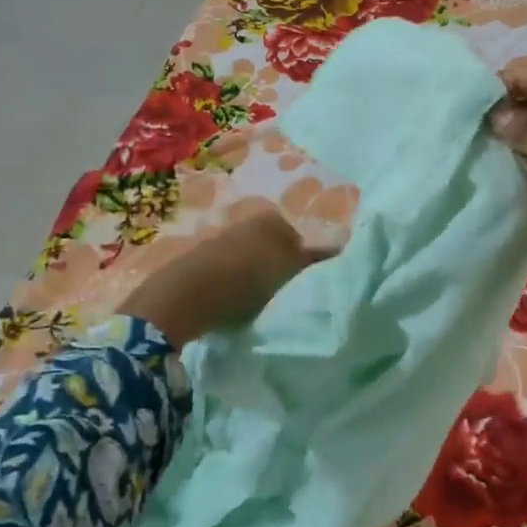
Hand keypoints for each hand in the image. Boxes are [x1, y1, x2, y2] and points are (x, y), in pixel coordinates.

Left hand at [117, 207, 332, 347]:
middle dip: (282, 269)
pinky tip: (236, 305)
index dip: (307, 265)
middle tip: (287, 297)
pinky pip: (231, 272)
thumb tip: (339, 248)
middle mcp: (248, 222)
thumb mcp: (289, 270)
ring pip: (253, 260)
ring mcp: (223, 239)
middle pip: (276, 249)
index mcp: (273, 220)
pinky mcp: (202, 260)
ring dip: (258, 279)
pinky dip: (237, 285)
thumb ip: (315, 259)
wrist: (186, 295)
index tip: (308, 288)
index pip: (301, 241)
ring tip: (262, 306)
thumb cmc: (247, 279)